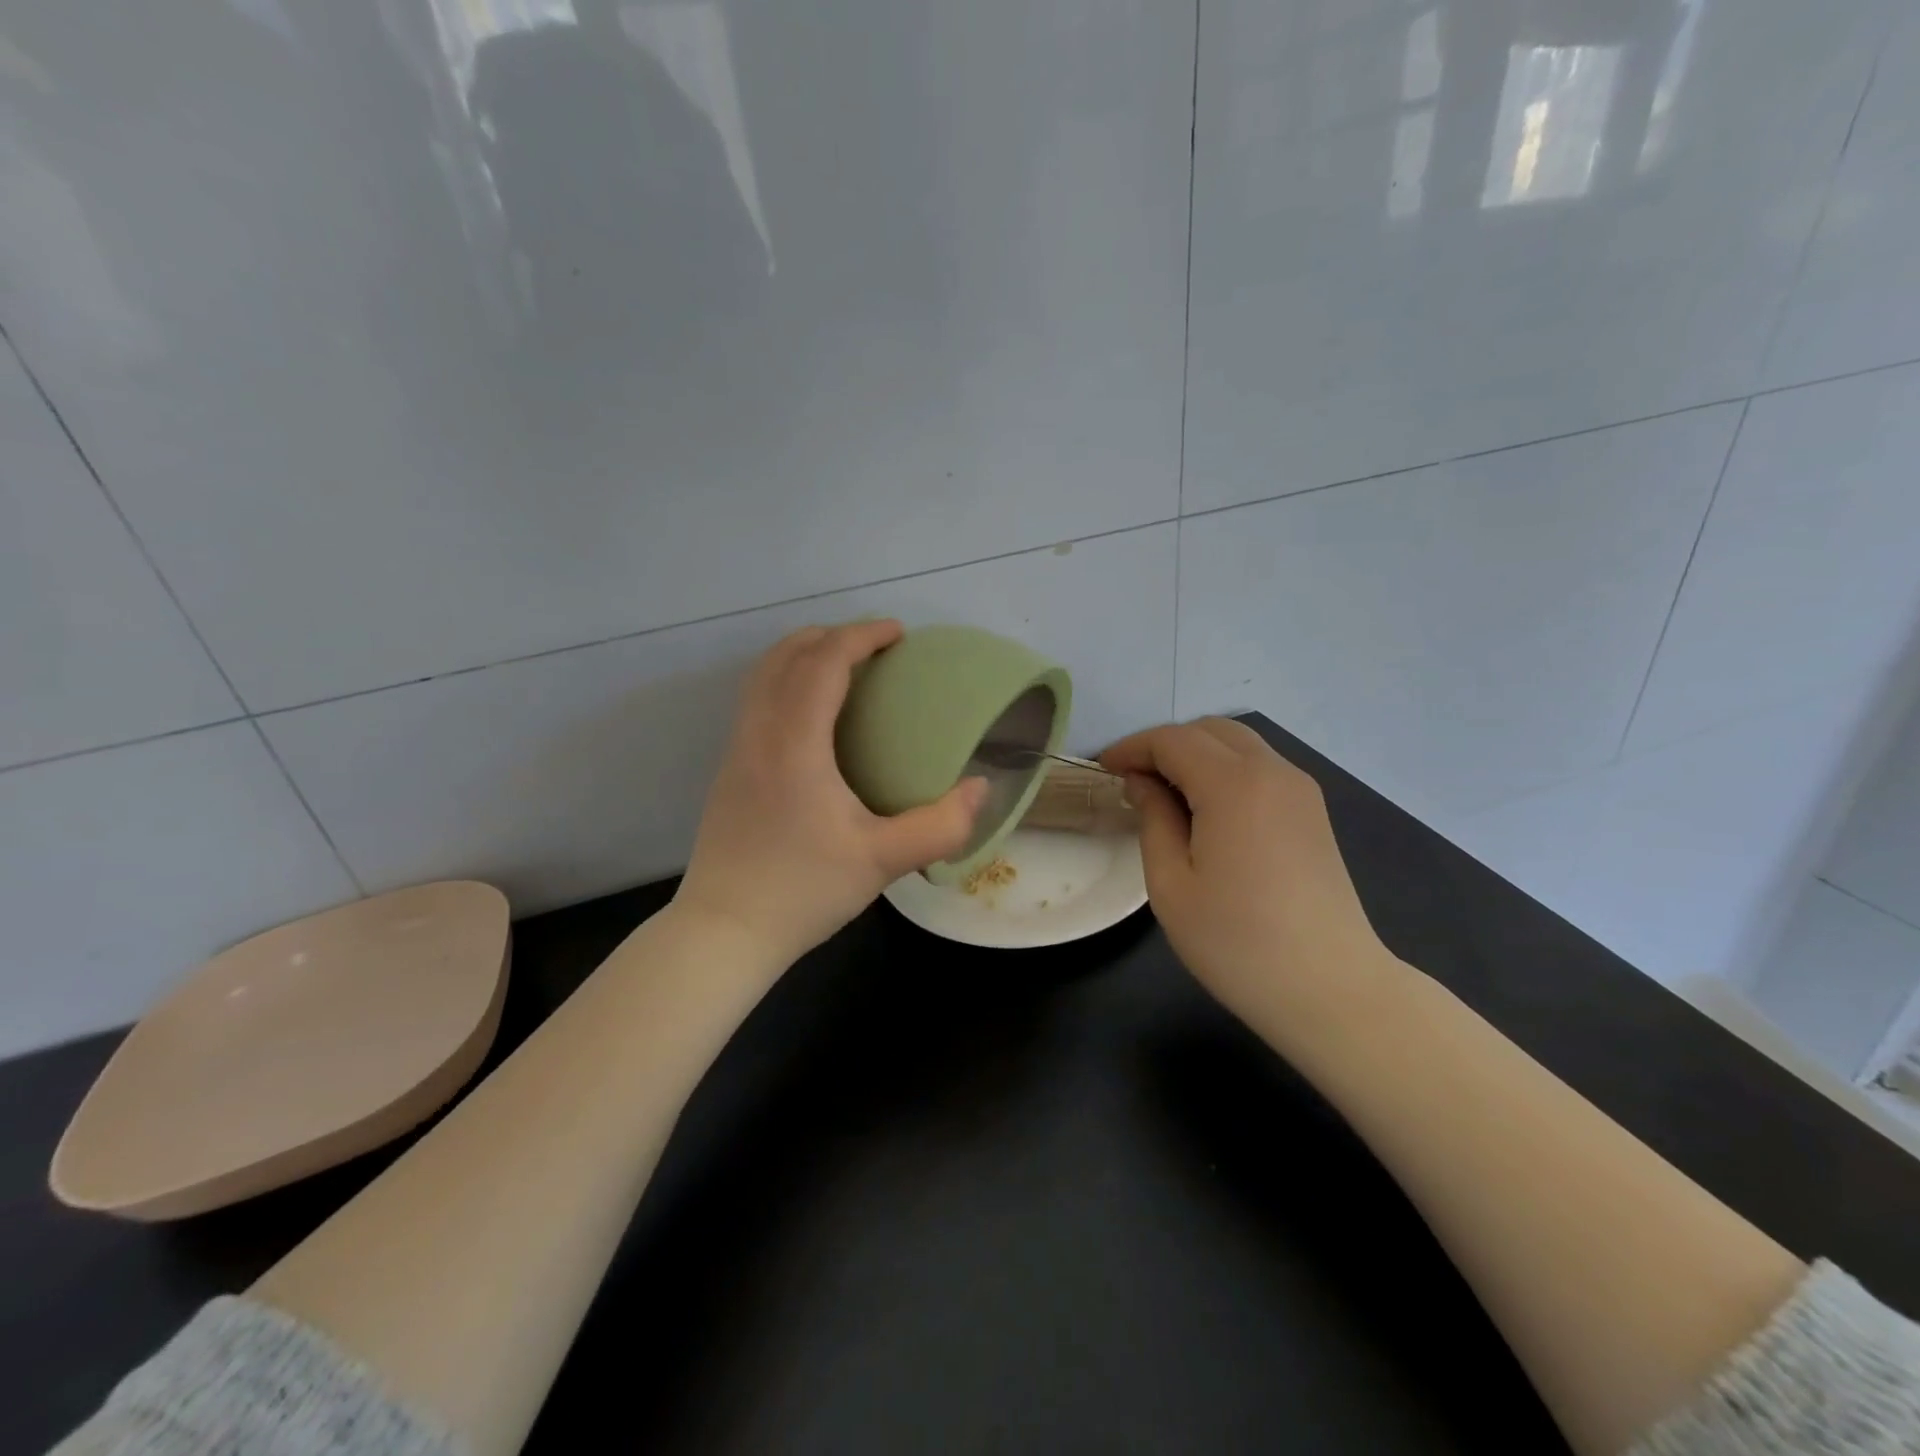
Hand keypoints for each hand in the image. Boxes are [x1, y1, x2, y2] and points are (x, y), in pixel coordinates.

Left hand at [676, 620, 988, 964]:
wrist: (724, 932)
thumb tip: (981, 789)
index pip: (822, 662)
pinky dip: (788, 683)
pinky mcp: (729, 772)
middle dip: (831, 636)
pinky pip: (757, 702)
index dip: (861, 636)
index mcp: (794, 744)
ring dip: (803, 656)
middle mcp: (758, 734)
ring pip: (763, 676)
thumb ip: (941, 825)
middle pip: (785, 656)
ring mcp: (736, 752)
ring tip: (846, 669)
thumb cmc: (803, 892)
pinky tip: (816, 718)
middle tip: (875, 647)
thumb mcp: (883, 861)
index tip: (898, 634)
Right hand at [1102, 718, 1390, 1026]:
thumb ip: (1153, 819)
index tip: (1102, 769)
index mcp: (1234, 785)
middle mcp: (1273, 771)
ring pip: (1238, 744)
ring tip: (1164, 794)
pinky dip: (1224, 769)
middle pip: (1208, 730)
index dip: (1132, 748)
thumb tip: (1143, 783)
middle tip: (1131, 780)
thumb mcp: (1170, 884)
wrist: (1331, 989)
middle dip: (1164, 745)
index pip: (1172, 740)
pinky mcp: (1313, 812)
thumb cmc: (1237, 943)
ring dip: (1196, 754)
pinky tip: (1205, 809)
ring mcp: (1300, 790)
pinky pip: (1260, 767)